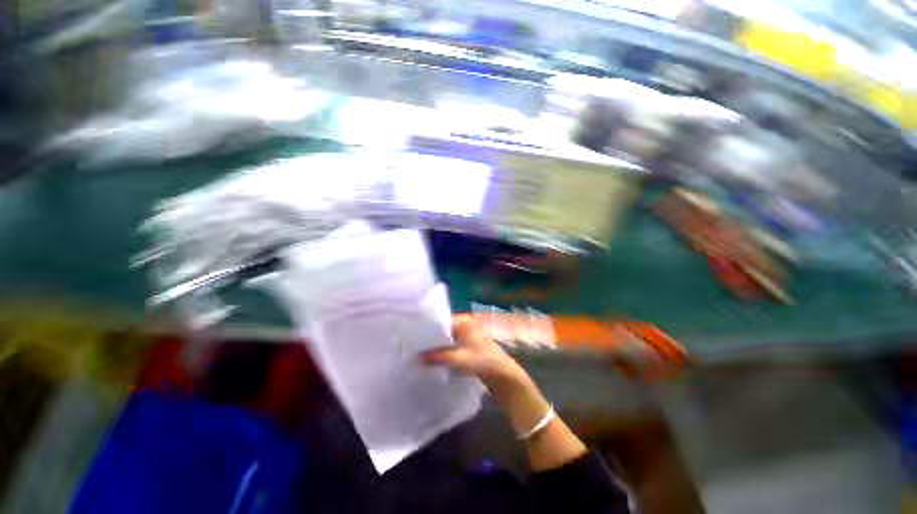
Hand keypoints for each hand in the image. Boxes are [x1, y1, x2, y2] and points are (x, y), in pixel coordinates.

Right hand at [424, 315, 586, 469]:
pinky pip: (450, 349)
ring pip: (445, 340)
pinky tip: (430, 362)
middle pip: (442, 331)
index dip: (427, 328)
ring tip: (416, 354)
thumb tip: (418, 357)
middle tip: (411, 346)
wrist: (507, 378)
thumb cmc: (486, 364)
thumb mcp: (461, 360)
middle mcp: (465, 326)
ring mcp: (466, 338)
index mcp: (464, 322)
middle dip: (429, 339)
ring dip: (434, 348)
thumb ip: (440, 357)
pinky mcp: (467, 350)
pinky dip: (441, 354)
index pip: (440, 320)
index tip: (411, 336)